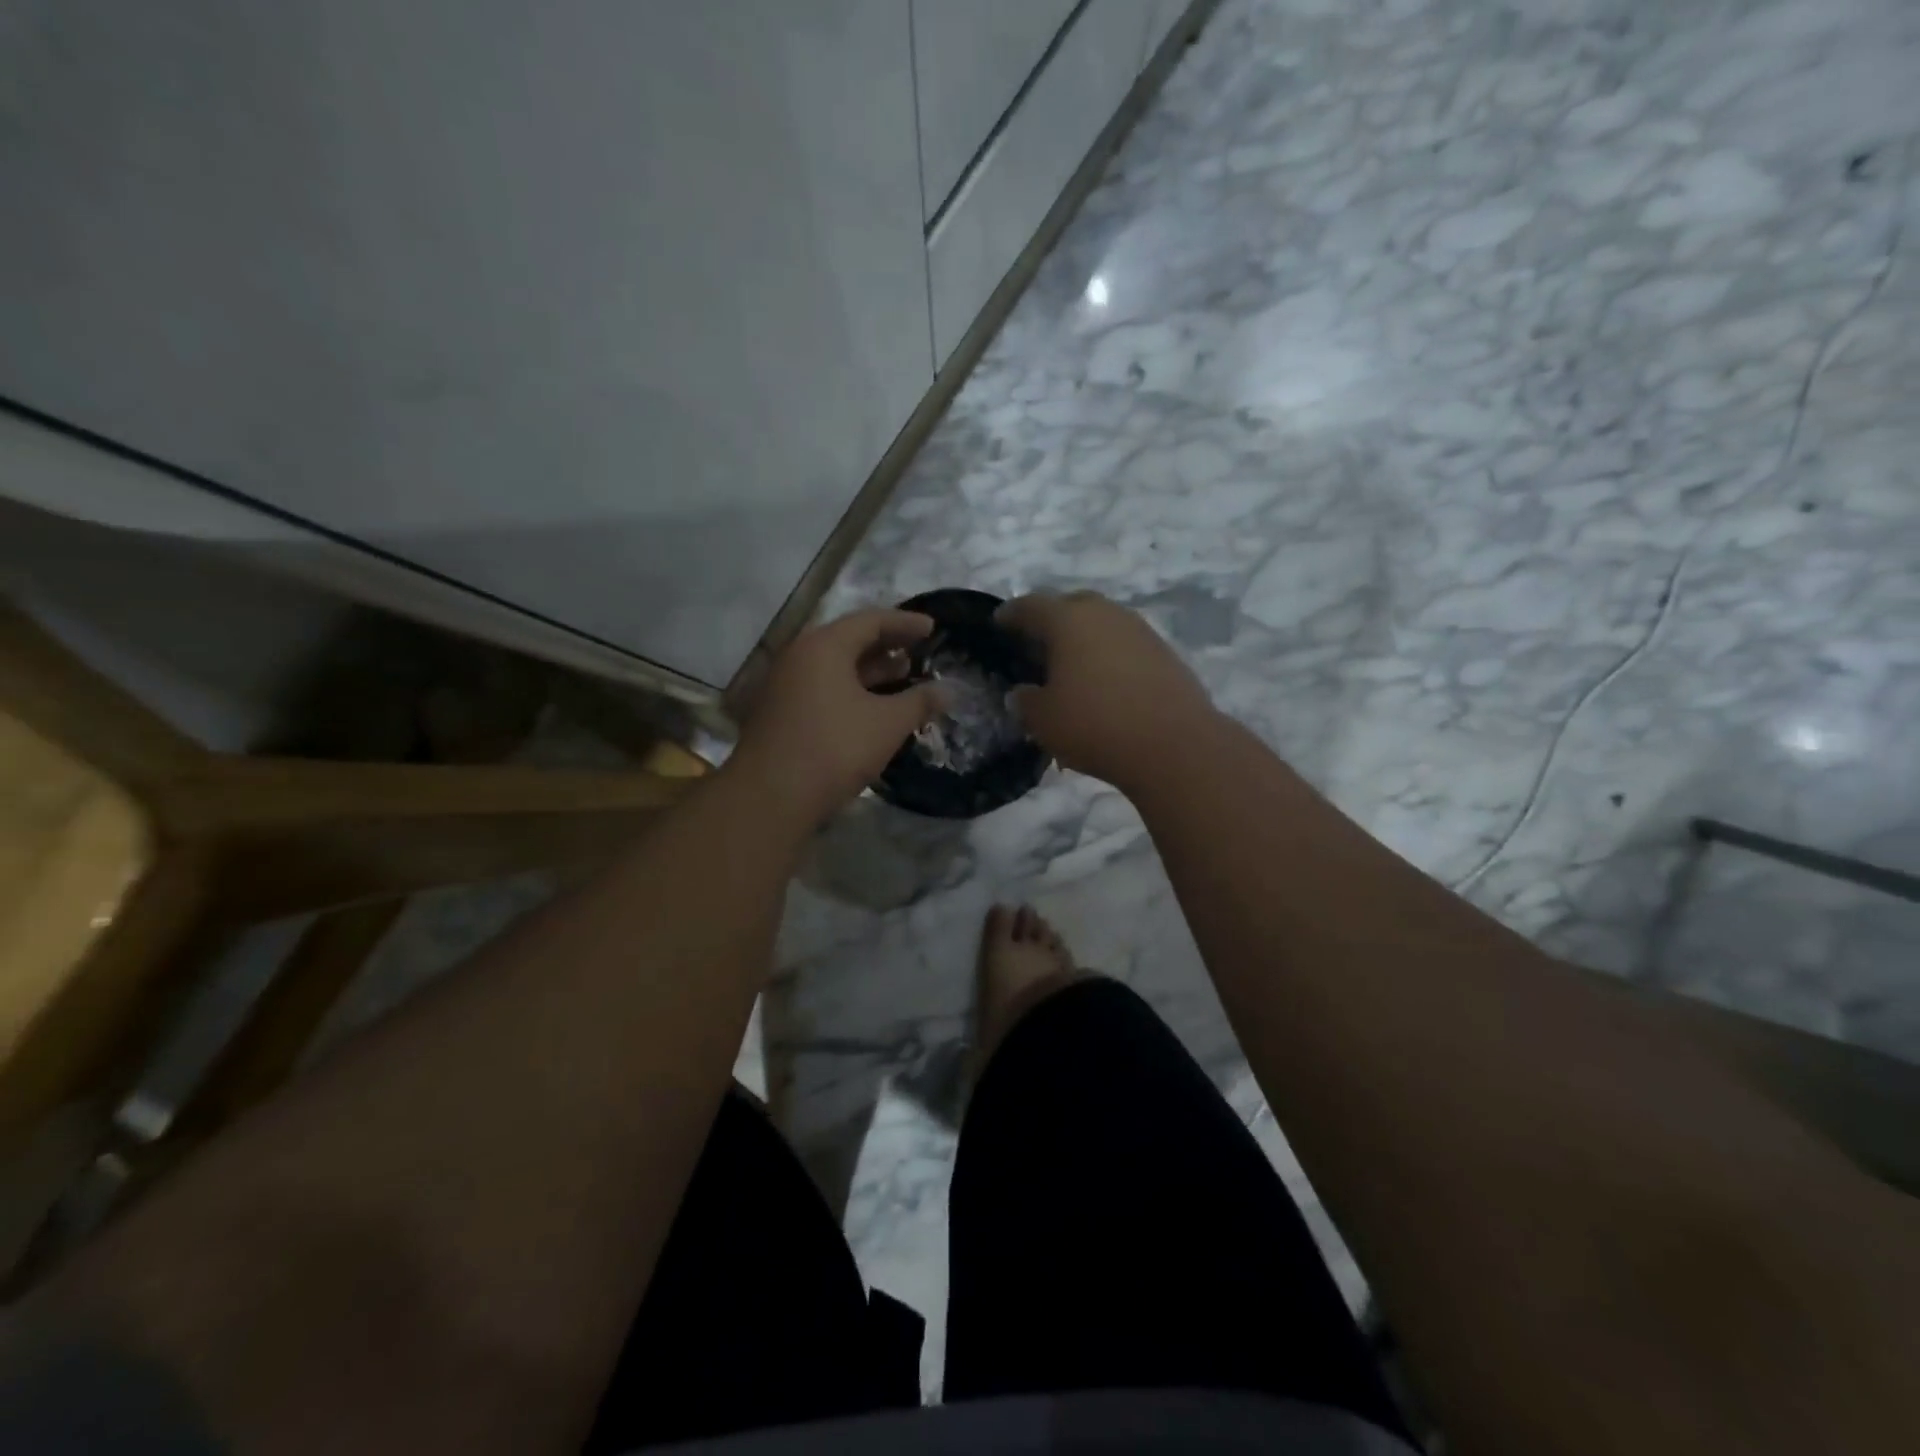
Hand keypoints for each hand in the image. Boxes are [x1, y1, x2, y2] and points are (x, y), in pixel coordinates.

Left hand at [730, 609, 945, 826]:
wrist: (771, 797)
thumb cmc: (835, 749)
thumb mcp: (887, 724)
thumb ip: (920, 702)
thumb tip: (949, 691)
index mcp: (824, 646)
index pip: (871, 621)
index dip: (905, 623)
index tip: (932, 628)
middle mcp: (800, 656)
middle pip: (850, 640)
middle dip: (887, 645)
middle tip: (919, 651)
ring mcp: (785, 685)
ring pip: (835, 667)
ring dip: (870, 670)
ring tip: (903, 676)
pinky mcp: (780, 712)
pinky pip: (822, 687)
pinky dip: (851, 689)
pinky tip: (873, 707)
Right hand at [997, 590, 1216, 789]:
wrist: (1175, 745)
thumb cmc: (1095, 725)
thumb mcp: (1043, 720)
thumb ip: (1025, 701)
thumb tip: (1023, 693)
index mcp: (1067, 619)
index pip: (1029, 606)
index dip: (1010, 615)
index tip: (999, 624)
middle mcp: (1104, 613)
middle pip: (1069, 606)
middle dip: (1050, 621)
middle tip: (1036, 645)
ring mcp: (1139, 629)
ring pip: (1100, 623)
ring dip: (1083, 638)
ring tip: (1070, 666)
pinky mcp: (1163, 651)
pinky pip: (1123, 644)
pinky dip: (1108, 655)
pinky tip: (1103, 682)